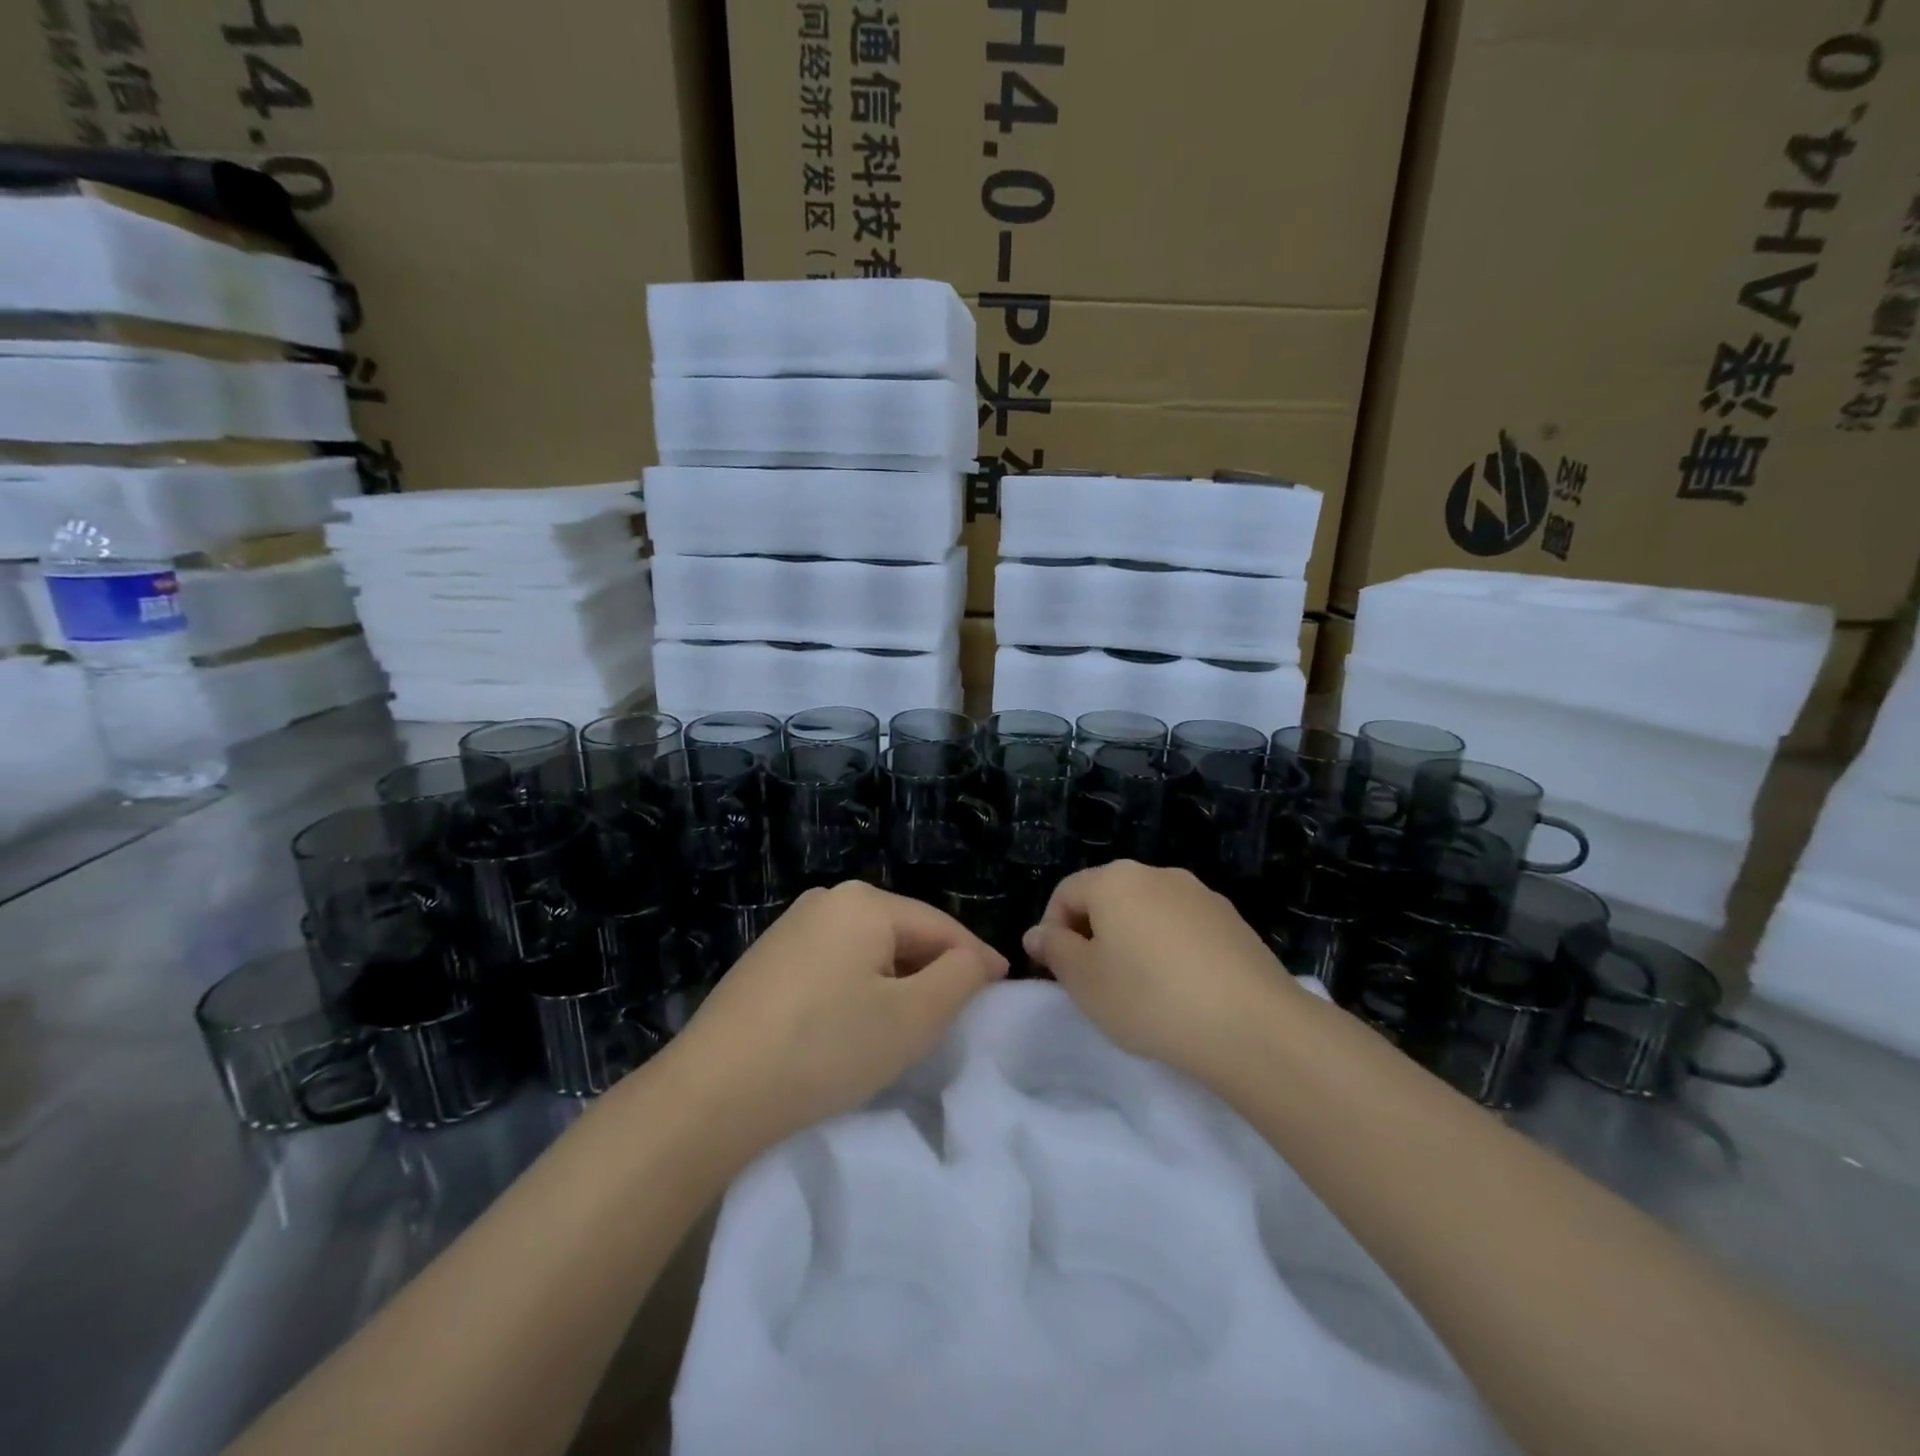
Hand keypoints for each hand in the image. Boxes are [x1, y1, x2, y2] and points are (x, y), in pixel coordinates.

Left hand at [671, 881, 1007, 1147]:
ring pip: (868, 949)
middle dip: (935, 969)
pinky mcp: (768, 959)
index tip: (1003, 987)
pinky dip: (859, 987)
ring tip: (912, 1020)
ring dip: (897, 980)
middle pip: (903, 932)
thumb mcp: (911, 1017)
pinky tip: (856, 1022)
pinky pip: (835, 964)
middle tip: (959, 1012)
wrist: (711, 1092)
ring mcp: (791, 927)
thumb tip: (977, 961)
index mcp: (864, 902)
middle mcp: (827, 900)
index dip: (976, 958)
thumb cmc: (825, 1048)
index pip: (941, 925)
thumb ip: (959, 978)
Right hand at [1024, 861, 1301, 1081]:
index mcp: (1114, 880)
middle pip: (1108, 898)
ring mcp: (1200, 894)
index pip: (1065, 893)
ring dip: (1133, 942)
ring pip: (1148, 912)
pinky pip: (1183, 928)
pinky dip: (1170, 950)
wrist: (1252, 1026)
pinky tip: (1182, 990)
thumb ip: (1054, 951)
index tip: (1059, 974)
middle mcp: (1157, 874)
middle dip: (1094, 935)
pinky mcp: (1232, 921)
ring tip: (1142, 990)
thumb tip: (1038, 934)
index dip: (1052, 932)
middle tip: (1096, 983)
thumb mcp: (1084, 981)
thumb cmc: (1150, 999)